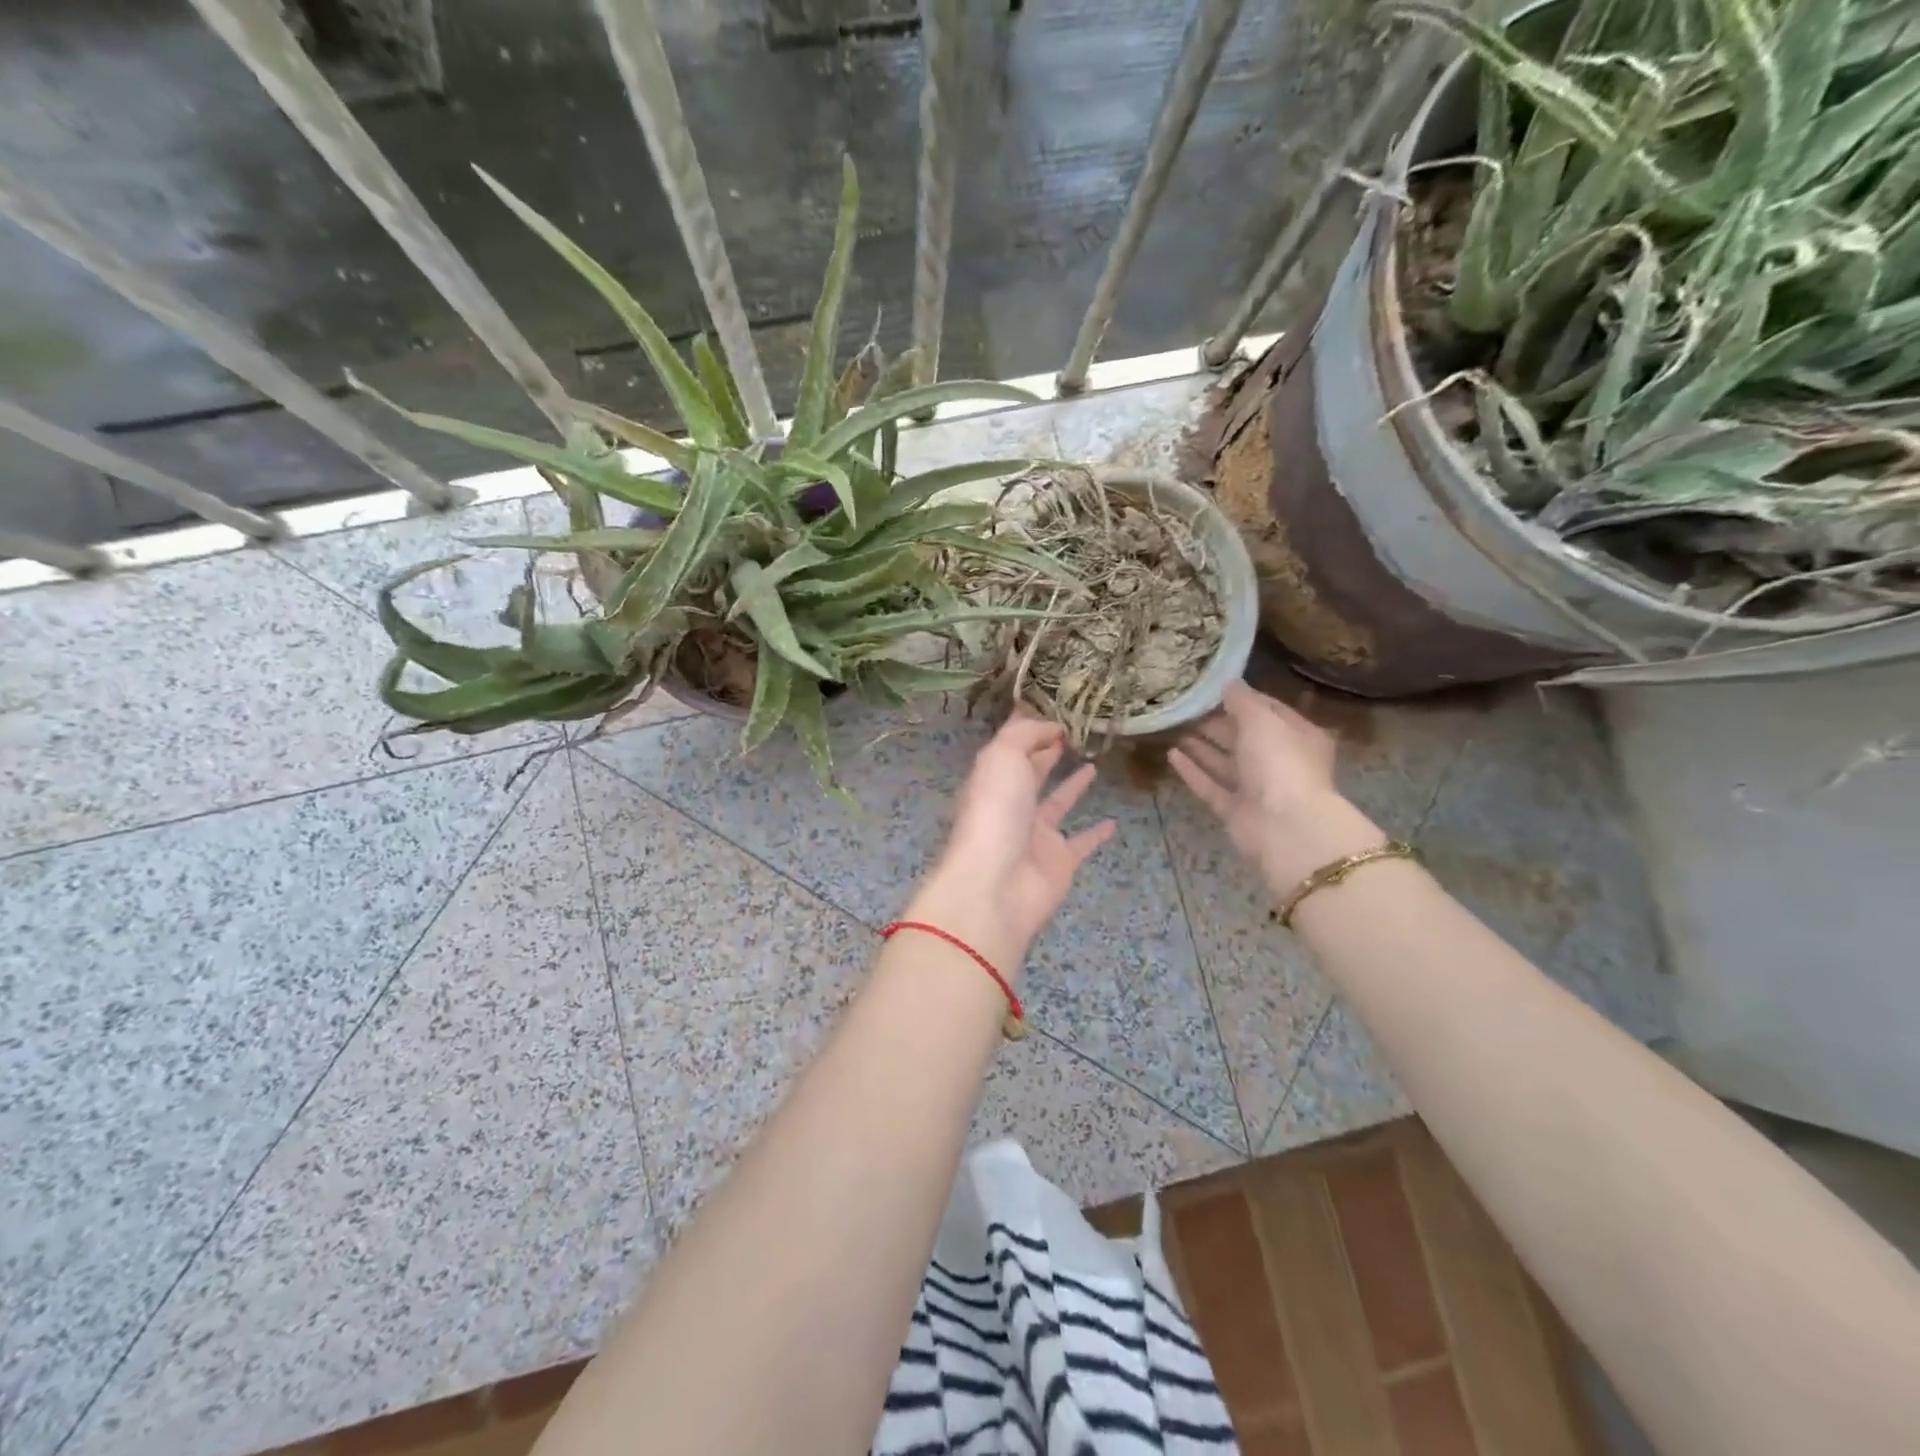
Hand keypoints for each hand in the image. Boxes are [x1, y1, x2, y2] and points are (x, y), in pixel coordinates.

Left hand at [909, 718, 1116, 975]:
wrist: (997, 885)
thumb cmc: (996, 811)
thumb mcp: (1003, 756)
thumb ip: (1026, 734)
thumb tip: (1050, 726)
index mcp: (993, 777)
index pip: (1012, 746)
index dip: (1031, 727)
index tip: (1058, 709)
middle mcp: (1012, 803)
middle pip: (1031, 772)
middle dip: (1048, 752)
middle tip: (1077, 732)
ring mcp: (1035, 834)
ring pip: (1057, 803)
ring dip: (1073, 785)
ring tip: (1094, 763)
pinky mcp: (1059, 861)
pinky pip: (1082, 842)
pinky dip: (1097, 833)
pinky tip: (1113, 822)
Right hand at [1170, 681, 1383, 887]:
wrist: (1285, 826)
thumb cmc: (1280, 762)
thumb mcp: (1262, 720)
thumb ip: (1242, 700)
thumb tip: (1228, 681)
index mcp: (1298, 736)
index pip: (1269, 711)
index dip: (1243, 699)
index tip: (1212, 687)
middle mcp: (1279, 762)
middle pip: (1245, 738)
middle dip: (1217, 723)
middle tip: (1186, 707)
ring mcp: (1257, 789)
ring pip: (1226, 763)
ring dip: (1202, 747)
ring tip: (1174, 728)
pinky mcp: (1235, 811)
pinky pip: (1211, 786)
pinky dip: (1193, 771)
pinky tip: (1171, 755)